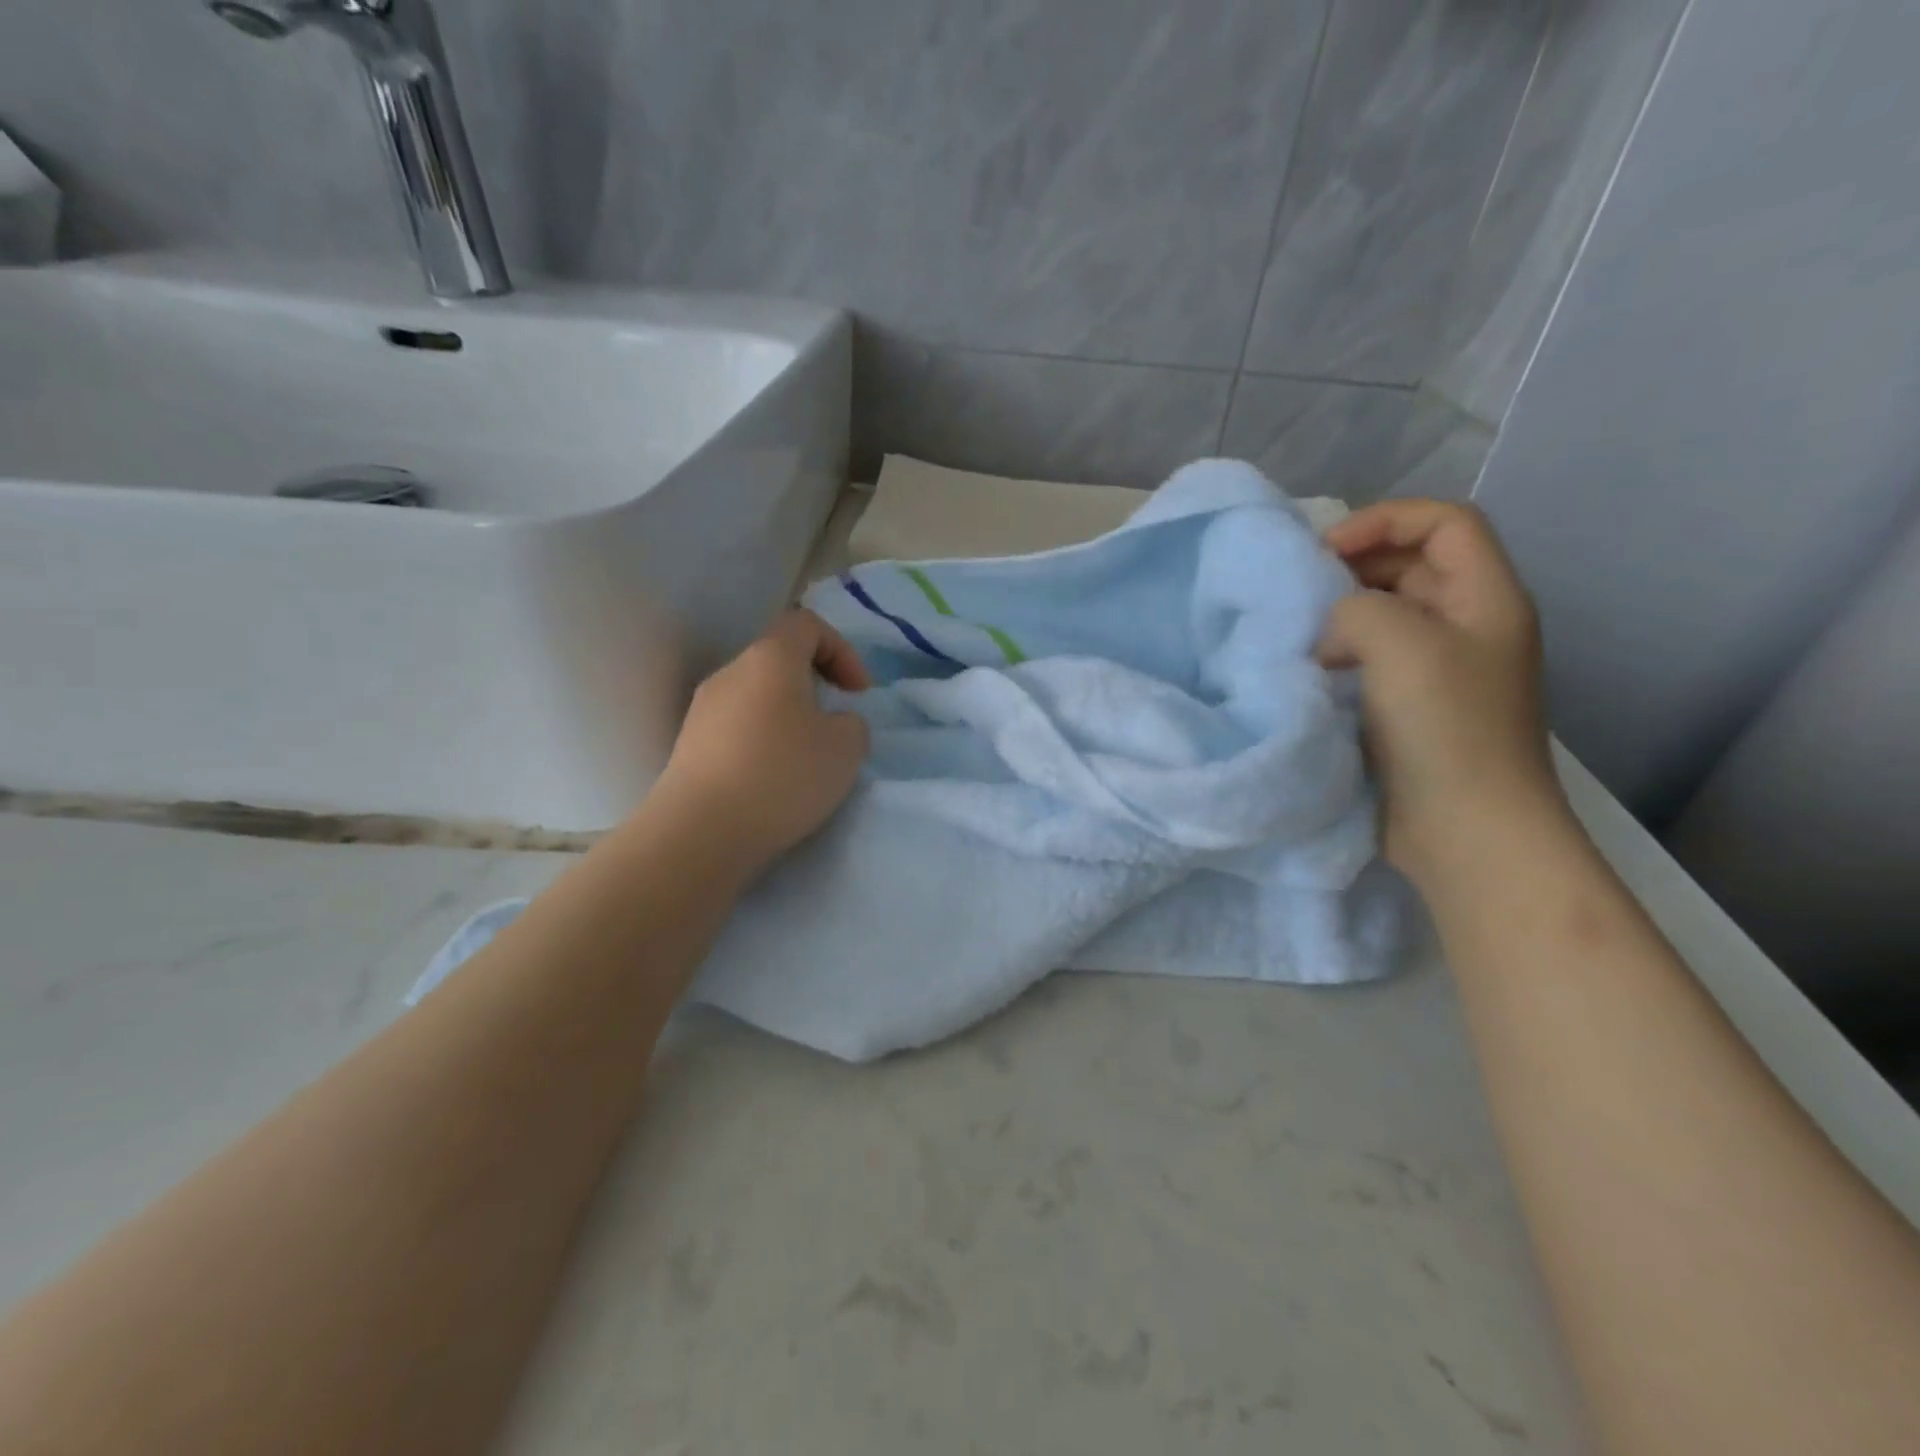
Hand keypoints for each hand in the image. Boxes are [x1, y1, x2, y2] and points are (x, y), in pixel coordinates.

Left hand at [655, 609, 871, 874]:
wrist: (701, 831)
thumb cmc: (782, 775)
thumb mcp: (846, 749)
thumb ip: (852, 725)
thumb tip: (833, 724)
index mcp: (770, 658)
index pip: (806, 624)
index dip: (841, 650)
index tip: (858, 694)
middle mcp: (730, 672)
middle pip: (778, 661)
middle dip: (813, 686)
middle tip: (834, 725)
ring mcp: (702, 709)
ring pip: (756, 696)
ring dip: (786, 717)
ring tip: (803, 759)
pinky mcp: (688, 745)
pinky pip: (735, 728)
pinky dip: (760, 742)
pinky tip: (770, 780)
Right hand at [1317, 500, 1565, 883]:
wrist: (1463, 830)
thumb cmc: (1444, 728)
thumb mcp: (1400, 643)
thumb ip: (1355, 608)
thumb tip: (1331, 636)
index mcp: (1485, 598)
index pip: (1444, 522)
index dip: (1384, 520)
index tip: (1324, 552)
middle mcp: (1466, 626)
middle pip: (1411, 565)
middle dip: (1353, 566)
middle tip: (1300, 590)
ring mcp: (1437, 671)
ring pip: (1385, 615)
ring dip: (1340, 615)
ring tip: (1298, 633)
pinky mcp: (1407, 709)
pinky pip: (1369, 660)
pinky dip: (1337, 656)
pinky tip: (1308, 672)